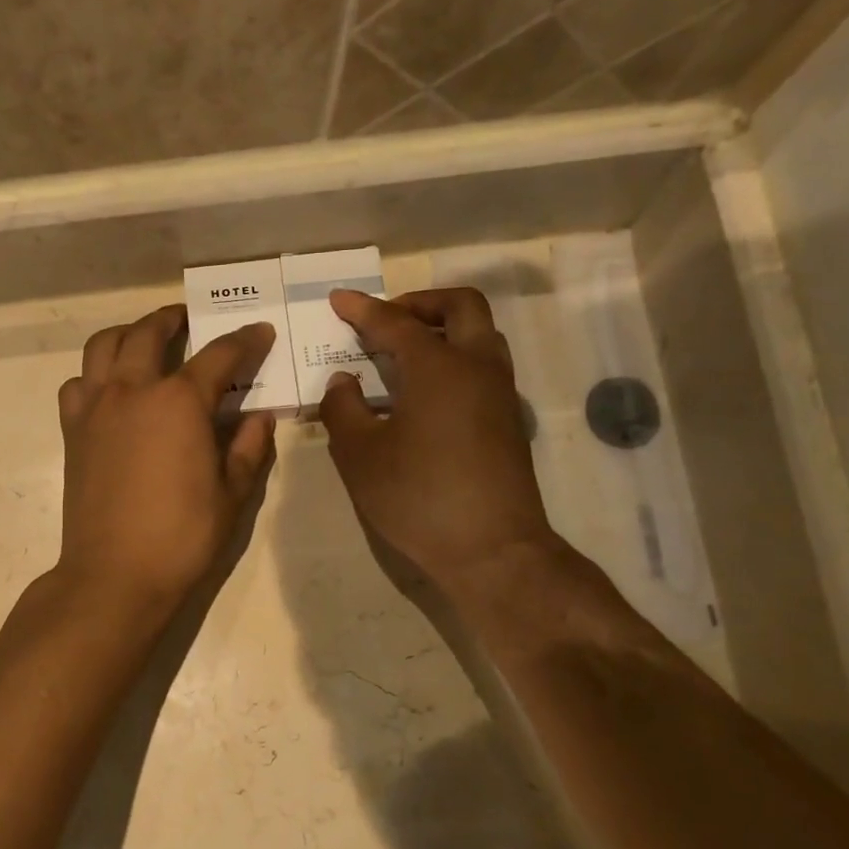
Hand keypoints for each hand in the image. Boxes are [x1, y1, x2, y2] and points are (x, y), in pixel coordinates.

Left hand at [55, 306, 276, 612]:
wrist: (115, 574)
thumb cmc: (182, 537)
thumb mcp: (232, 494)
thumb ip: (249, 448)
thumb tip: (259, 418)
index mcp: (179, 402)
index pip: (219, 356)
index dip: (245, 341)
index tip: (260, 332)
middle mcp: (132, 391)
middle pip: (148, 332)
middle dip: (173, 319)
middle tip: (189, 321)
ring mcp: (95, 408)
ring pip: (103, 346)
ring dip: (127, 334)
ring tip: (143, 341)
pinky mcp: (72, 431)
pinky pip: (78, 384)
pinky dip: (94, 375)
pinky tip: (110, 391)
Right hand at [322, 288, 561, 597]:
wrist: (492, 549)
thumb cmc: (418, 497)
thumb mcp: (360, 455)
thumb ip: (343, 409)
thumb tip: (343, 382)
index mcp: (438, 367)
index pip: (395, 323)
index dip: (363, 310)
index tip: (339, 300)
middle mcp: (477, 367)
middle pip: (460, 306)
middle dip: (420, 303)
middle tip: (387, 320)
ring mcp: (500, 393)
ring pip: (480, 334)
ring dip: (444, 328)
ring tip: (406, 354)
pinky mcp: (509, 420)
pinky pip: (485, 366)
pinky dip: (456, 358)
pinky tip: (427, 393)